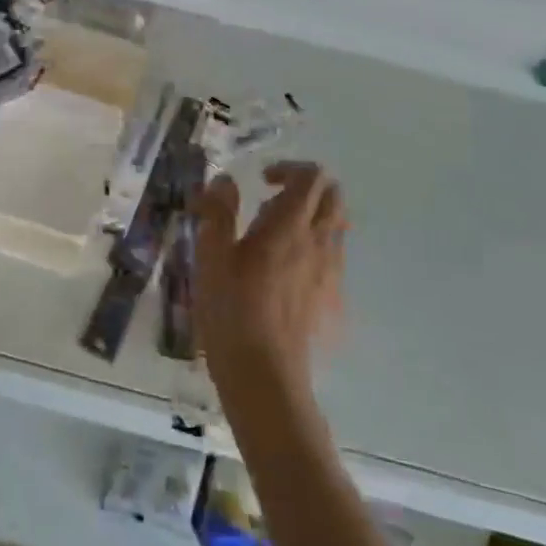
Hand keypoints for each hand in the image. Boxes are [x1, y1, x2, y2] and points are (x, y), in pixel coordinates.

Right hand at [194, 162, 347, 402]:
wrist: (265, 376)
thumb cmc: (232, 309)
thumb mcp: (211, 255)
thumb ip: (218, 211)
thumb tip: (225, 181)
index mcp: (290, 225)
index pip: (311, 177)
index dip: (289, 169)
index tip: (262, 181)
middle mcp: (320, 242)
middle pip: (333, 196)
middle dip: (306, 189)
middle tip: (270, 203)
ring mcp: (332, 273)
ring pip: (335, 227)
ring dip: (311, 218)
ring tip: (272, 239)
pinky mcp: (333, 300)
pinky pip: (332, 258)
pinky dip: (314, 249)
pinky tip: (282, 275)